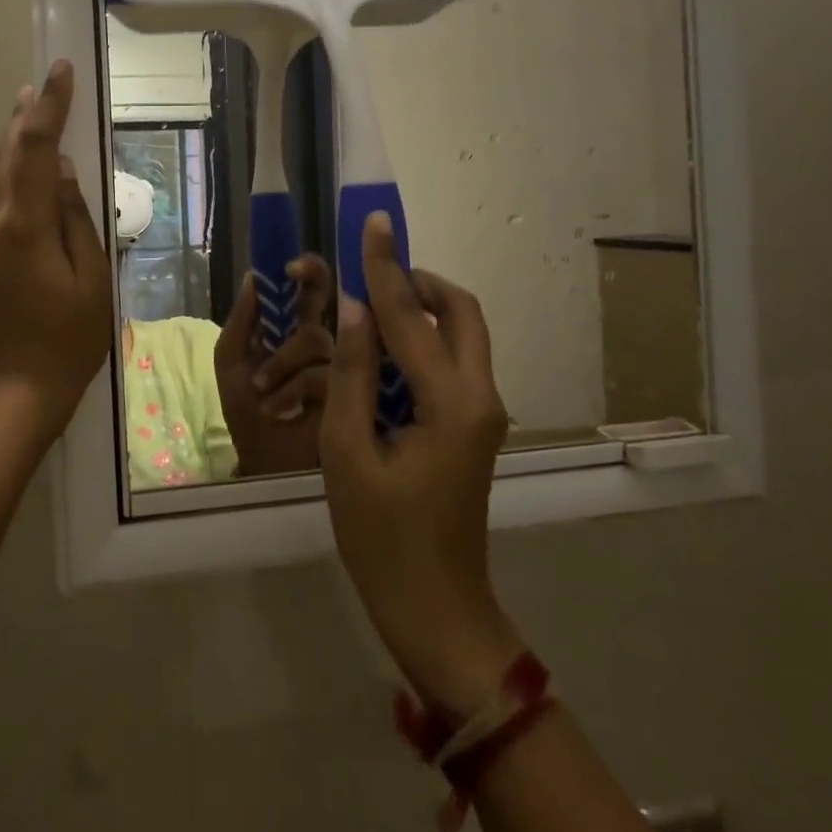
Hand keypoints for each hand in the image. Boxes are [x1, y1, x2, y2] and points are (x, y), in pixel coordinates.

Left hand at [0, 61, 113, 448]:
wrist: (13, 394)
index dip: (50, 106)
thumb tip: (65, 171)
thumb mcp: (92, 278)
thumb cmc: (69, 340)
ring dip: (6, 154)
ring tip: (26, 134)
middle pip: (3, 157)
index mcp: (24, 225)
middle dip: (22, 119)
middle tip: (38, 89)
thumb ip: (76, 217)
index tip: (60, 70)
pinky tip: (4, 198)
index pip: (37, 148)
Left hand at [213, 254, 333, 477]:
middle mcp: (322, 339)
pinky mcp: (349, 391)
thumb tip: (252, 276)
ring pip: (316, 338)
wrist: (263, 460)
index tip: (288, 267)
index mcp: (293, 329)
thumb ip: (241, 321)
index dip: (306, 270)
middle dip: (313, 277)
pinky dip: (293, 388)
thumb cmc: (247, 410)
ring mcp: (338, 363)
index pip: (308, 289)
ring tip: (264, 389)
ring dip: (281, 362)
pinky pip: (321, 373)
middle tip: (295, 273)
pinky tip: (280, 407)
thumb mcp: (231, 361)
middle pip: (329, 296)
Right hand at [319, 212, 520, 719]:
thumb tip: (355, 311)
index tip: (372, 222)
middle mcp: (481, 397)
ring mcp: (483, 412)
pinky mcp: (474, 426)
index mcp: (452, 403)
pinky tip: (382, 352)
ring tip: (369, 308)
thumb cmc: (382, 538)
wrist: (435, 609)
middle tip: (373, 272)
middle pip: (462, 313)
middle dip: (420, 282)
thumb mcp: (348, 453)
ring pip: (462, 335)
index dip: (385, 267)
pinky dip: (422, 342)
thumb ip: (352, 375)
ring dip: (421, 311)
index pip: (411, 317)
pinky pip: (453, 363)